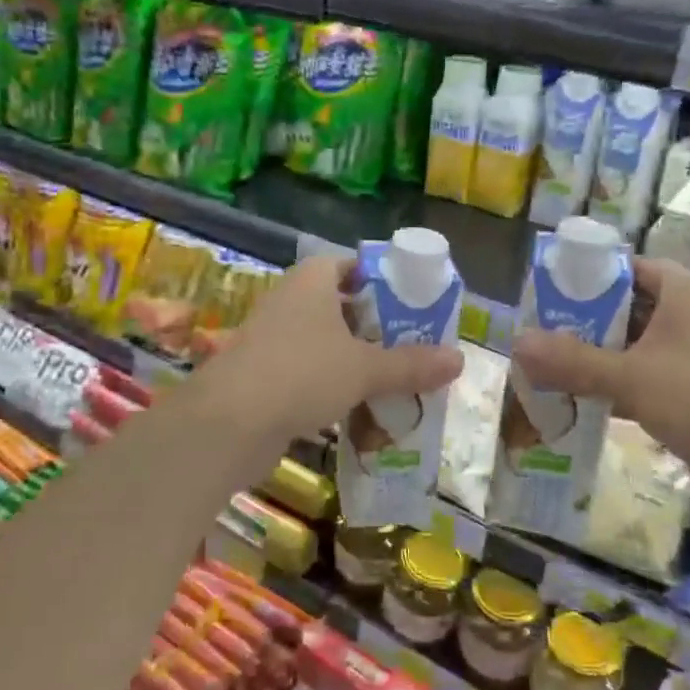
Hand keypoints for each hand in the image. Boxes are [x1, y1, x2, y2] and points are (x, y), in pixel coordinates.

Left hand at [200, 255, 464, 446]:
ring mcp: (273, 339)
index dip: (381, 279)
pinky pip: (309, 373)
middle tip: (413, 344)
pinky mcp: (264, 375)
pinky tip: (360, 409)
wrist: (228, 424)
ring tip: (395, 379)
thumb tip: (460, 360)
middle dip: (375, 326)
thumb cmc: (302, 374)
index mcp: (312, 281)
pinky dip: (333, 386)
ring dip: (356, 360)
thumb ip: (411, 364)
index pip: (350, 264)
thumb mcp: (365, 369)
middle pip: (341, 305)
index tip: (411, 302)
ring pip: (325, 343)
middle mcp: (290, 301)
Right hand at [511, 258, 689, 474]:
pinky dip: (617, 386)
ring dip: (598, 357)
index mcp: (686, 294)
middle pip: (630, 308)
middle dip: (585, 321)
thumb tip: (516, 343)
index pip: (632, 267)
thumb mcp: (631, 376)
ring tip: (551, 367)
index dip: (591, 275)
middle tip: (541, 333)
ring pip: (637, 347)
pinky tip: (582, 402)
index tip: (550, 291)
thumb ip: (572, 360)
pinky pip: (648, 379)